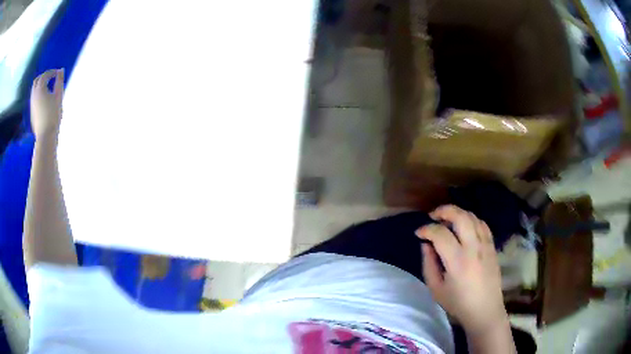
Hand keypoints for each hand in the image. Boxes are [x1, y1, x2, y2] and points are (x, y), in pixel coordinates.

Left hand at [30, 69, 63, 138]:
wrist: (45, 135)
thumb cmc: (53, 115)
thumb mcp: (58, 96)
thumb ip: (59, 81)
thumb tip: (61, 70)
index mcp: (40, 88)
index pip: (45, 75)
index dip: (52, 72)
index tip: (58, 73)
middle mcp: (34, 94)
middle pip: (37, 80)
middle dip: (43, 76)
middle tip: (50, 77)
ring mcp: (31, 104)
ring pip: (34, 90)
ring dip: (40, 85)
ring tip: (47, 87)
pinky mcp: (32, 112)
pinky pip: (34, 98)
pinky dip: (38, 94)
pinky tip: (44, 98)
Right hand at [416, 205, 507, 333]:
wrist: (485, 310)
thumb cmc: (458, 303)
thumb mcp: (436, 289)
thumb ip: (428, 264)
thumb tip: (426, 245)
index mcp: (457, 261)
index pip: (440, 234)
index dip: (426, 229)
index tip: (418, 233)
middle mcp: (473, 248)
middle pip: (460, 216)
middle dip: (444, 211)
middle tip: (433, 216)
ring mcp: (485, 245)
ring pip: (472, 217)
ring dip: (458, 213)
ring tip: (447, 220)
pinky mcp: (492, 246)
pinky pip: (482, 224)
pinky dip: (471, 220)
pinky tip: (464, 226)